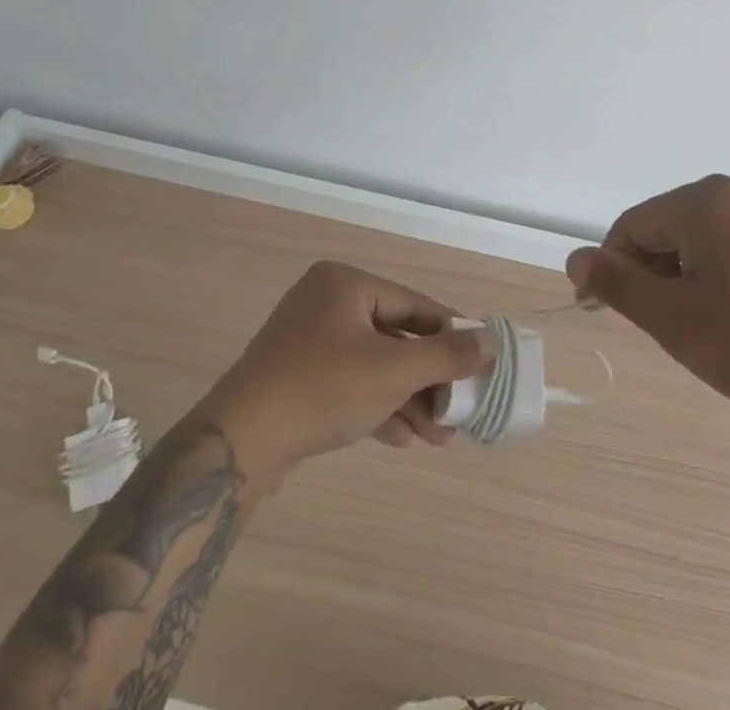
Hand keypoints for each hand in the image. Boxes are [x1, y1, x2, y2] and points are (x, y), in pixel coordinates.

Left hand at [195, 261, 494, 484]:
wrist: (238, 445)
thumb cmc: (323, 388)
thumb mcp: (393, 370)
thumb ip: (446, 355)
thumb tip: (491, 342)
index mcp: (345, 284)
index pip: (413, 304)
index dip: (450, 333)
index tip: (481, 360)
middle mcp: (325, 304)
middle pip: (394, 337)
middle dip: (428, 379)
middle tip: (460, 409)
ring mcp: (307, 343)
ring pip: (373, 366)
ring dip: (408, 399)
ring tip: (440, 437)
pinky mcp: (297, 379)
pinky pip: (350, 385)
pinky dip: (377, 407)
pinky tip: (404, 438)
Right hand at [566, 176, 729, 445]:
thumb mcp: (677, 321)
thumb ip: (619, 285)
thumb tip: (576, 258)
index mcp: (704, 201)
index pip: (632, 226)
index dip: (611, 268)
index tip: (603, 310)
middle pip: (670, 228)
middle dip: (655, 275)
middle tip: (664, 329)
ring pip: (706, 241)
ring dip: (689, 280)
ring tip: (706, 331)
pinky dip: (725, 279)